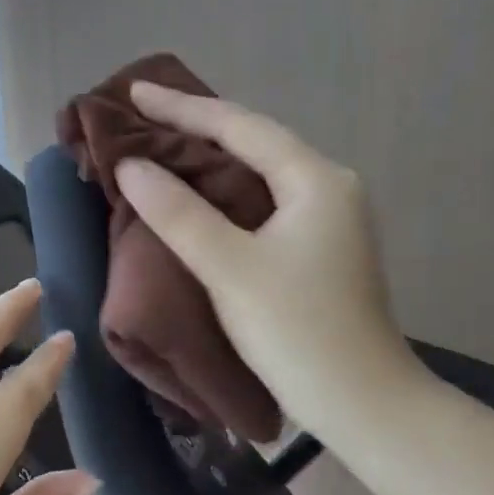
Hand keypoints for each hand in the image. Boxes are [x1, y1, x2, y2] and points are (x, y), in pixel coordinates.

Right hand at [115, 82, 420, 438]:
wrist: (361, 402)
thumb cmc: (297, 330)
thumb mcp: (230, 268)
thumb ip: (179, 213)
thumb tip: (132, 166)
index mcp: (316, 180)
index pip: (241, 127)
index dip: (183, 108)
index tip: (134, 92)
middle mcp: (329, 189)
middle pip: (255, 144)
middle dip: (198, 130)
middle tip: (143, 118)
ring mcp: (330, 222)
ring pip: (260, 177)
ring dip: (212, 164)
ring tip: (163, 150)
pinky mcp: (320, 253)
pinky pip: (265, 207)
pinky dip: (227, 198)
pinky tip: (200, 201)